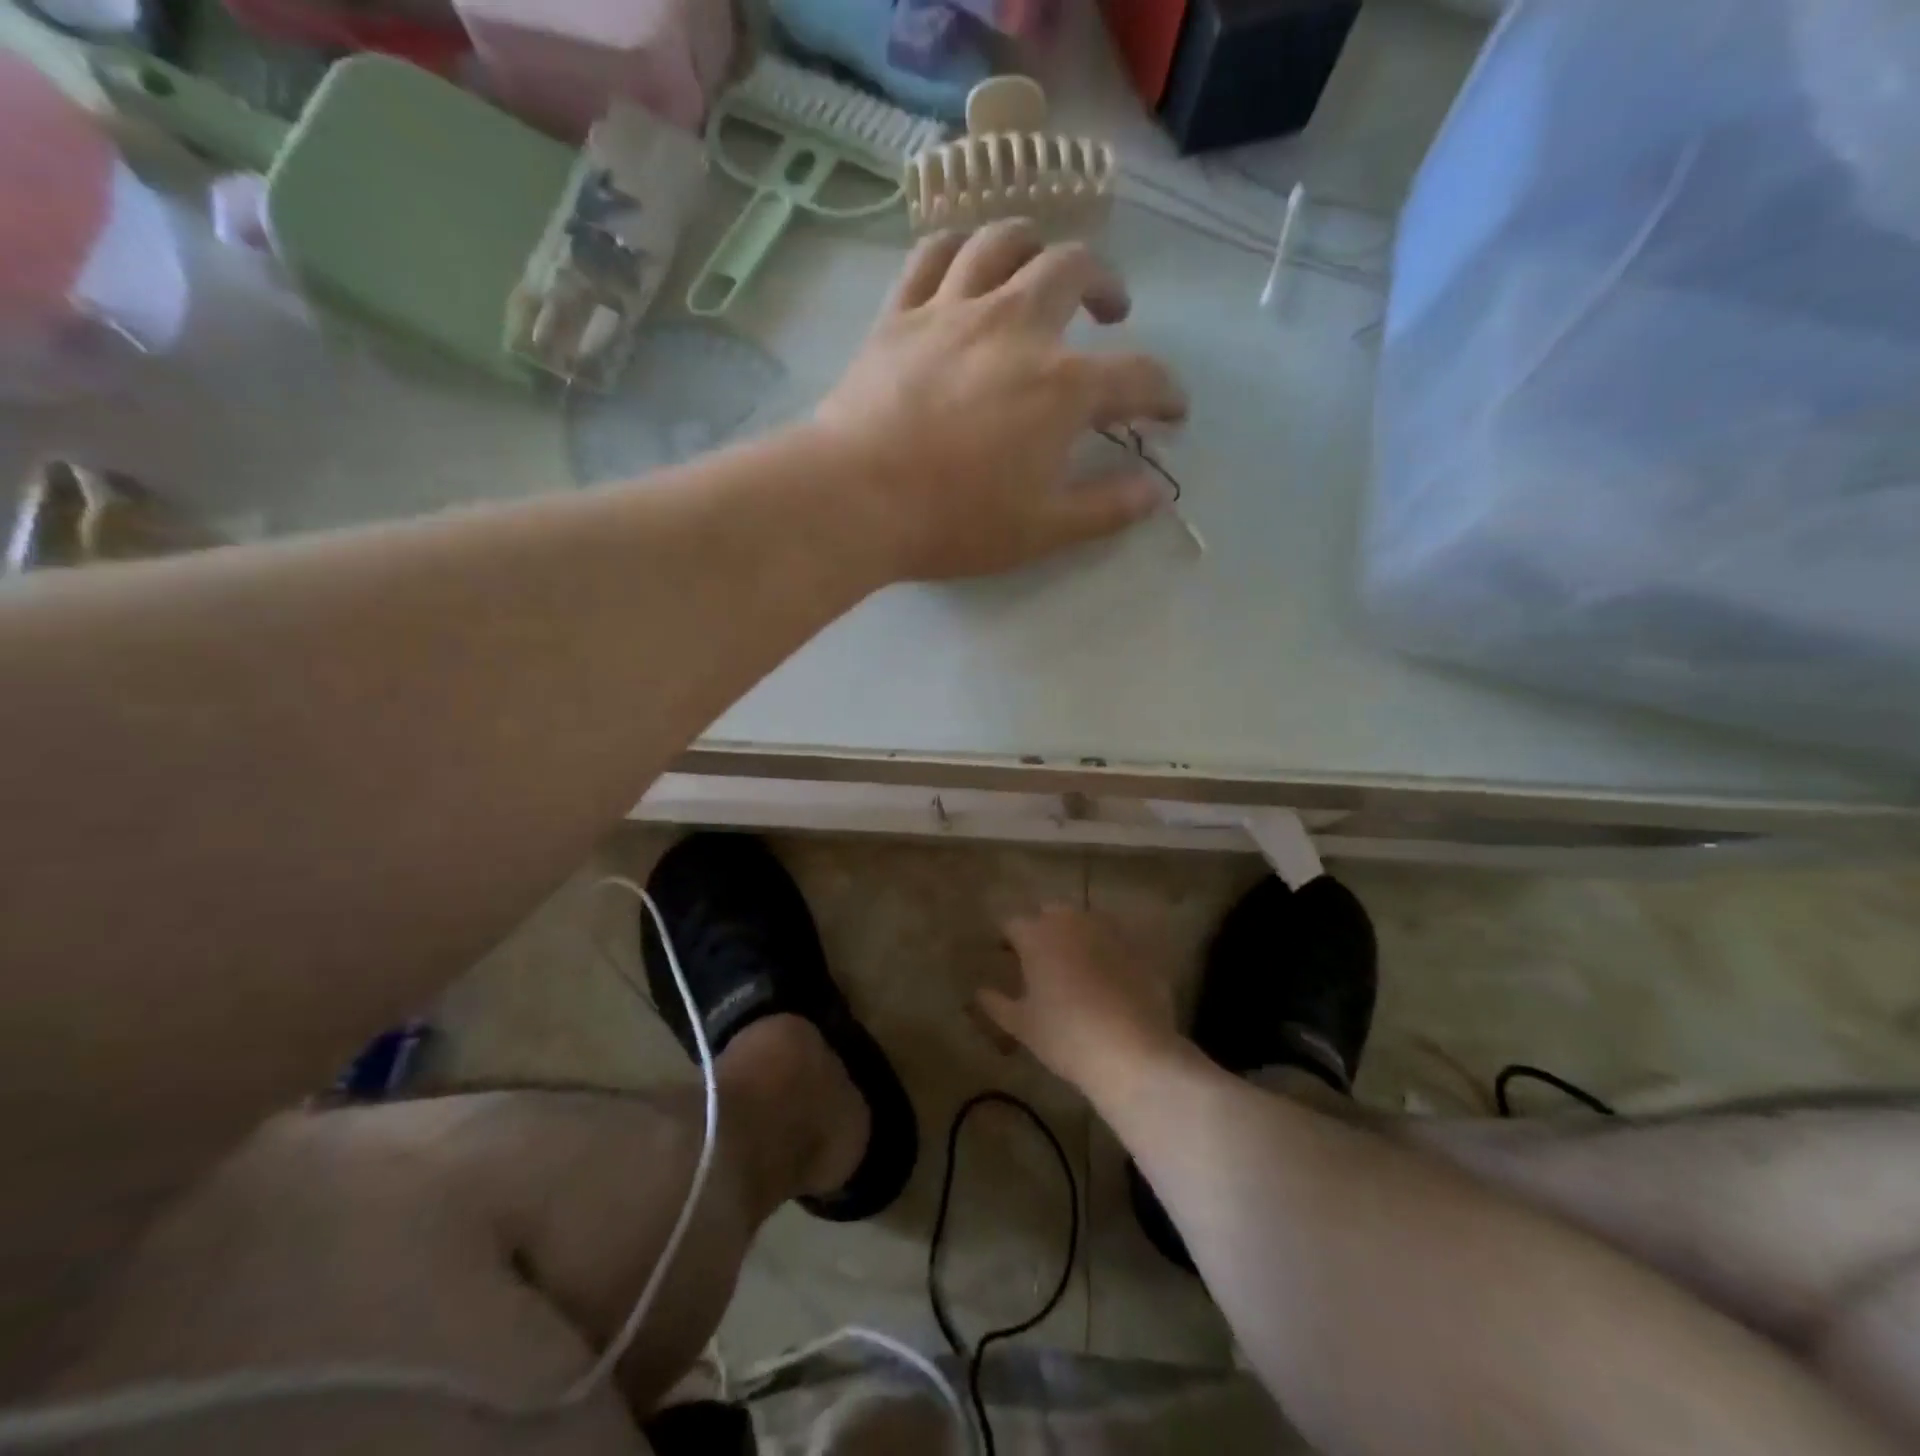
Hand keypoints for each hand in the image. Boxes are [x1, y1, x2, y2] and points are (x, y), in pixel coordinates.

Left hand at [814, 220, 1187, 582]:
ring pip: (1003, 241)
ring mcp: (953, 310)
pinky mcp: (900, 313)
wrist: (856, 499)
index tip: (1172, 410)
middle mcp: (1016, 327)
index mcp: (1061, 387)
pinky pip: (932, 254)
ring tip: (1041, 269)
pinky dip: (957, 249)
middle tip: (1110, 312)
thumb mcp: (1042, 531)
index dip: (1165, 393)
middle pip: (1074, 270)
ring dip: (1035, 246)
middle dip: (1106, 284)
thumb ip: (1105, 509)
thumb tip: (1157, 492)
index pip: (1137, 377)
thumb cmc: (954, 522)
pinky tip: (965, 263)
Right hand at [978, 905, 1184, 1093]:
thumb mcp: (1022, 1026)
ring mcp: (1108, 930)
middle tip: (1039, 958)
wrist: (1133, 1051)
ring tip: (1074, 966)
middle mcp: (1071, 921)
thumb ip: (996, 1004)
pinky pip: (1113, 940)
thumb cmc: (1066, 1036)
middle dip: (1042, 928)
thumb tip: (980, 992)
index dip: (1007, 938)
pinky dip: (1105, 951)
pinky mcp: (1137, 946)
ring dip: (1074, 935)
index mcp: (1036, 935)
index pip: (1012, 923)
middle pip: (1049, 913)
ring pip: (1084, 922)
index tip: (1005, 955)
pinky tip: (1107, 978)